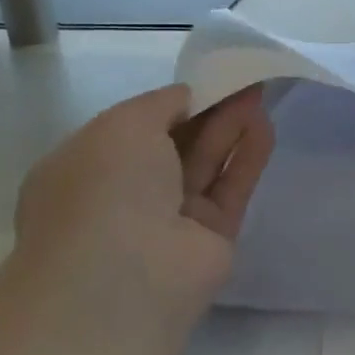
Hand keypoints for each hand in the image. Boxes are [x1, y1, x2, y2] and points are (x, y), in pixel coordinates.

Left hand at [15, 84, 274, 299]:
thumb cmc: (105, 188)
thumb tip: (189, 97)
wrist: (123, 274)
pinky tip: (265, 125)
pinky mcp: (212, 236)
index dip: (174, 103)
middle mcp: (127, 195)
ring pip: (207, 163)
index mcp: (90, 168)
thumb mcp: (123, 123)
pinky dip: (247, 156)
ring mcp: (171, 219)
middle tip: (244, 81)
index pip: (137, 128)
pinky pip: (232, 188)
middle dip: (209, 110)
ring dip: (231, 127)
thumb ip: (162, 103)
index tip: (206, 80)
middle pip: (178, 143)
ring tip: (260, 92)